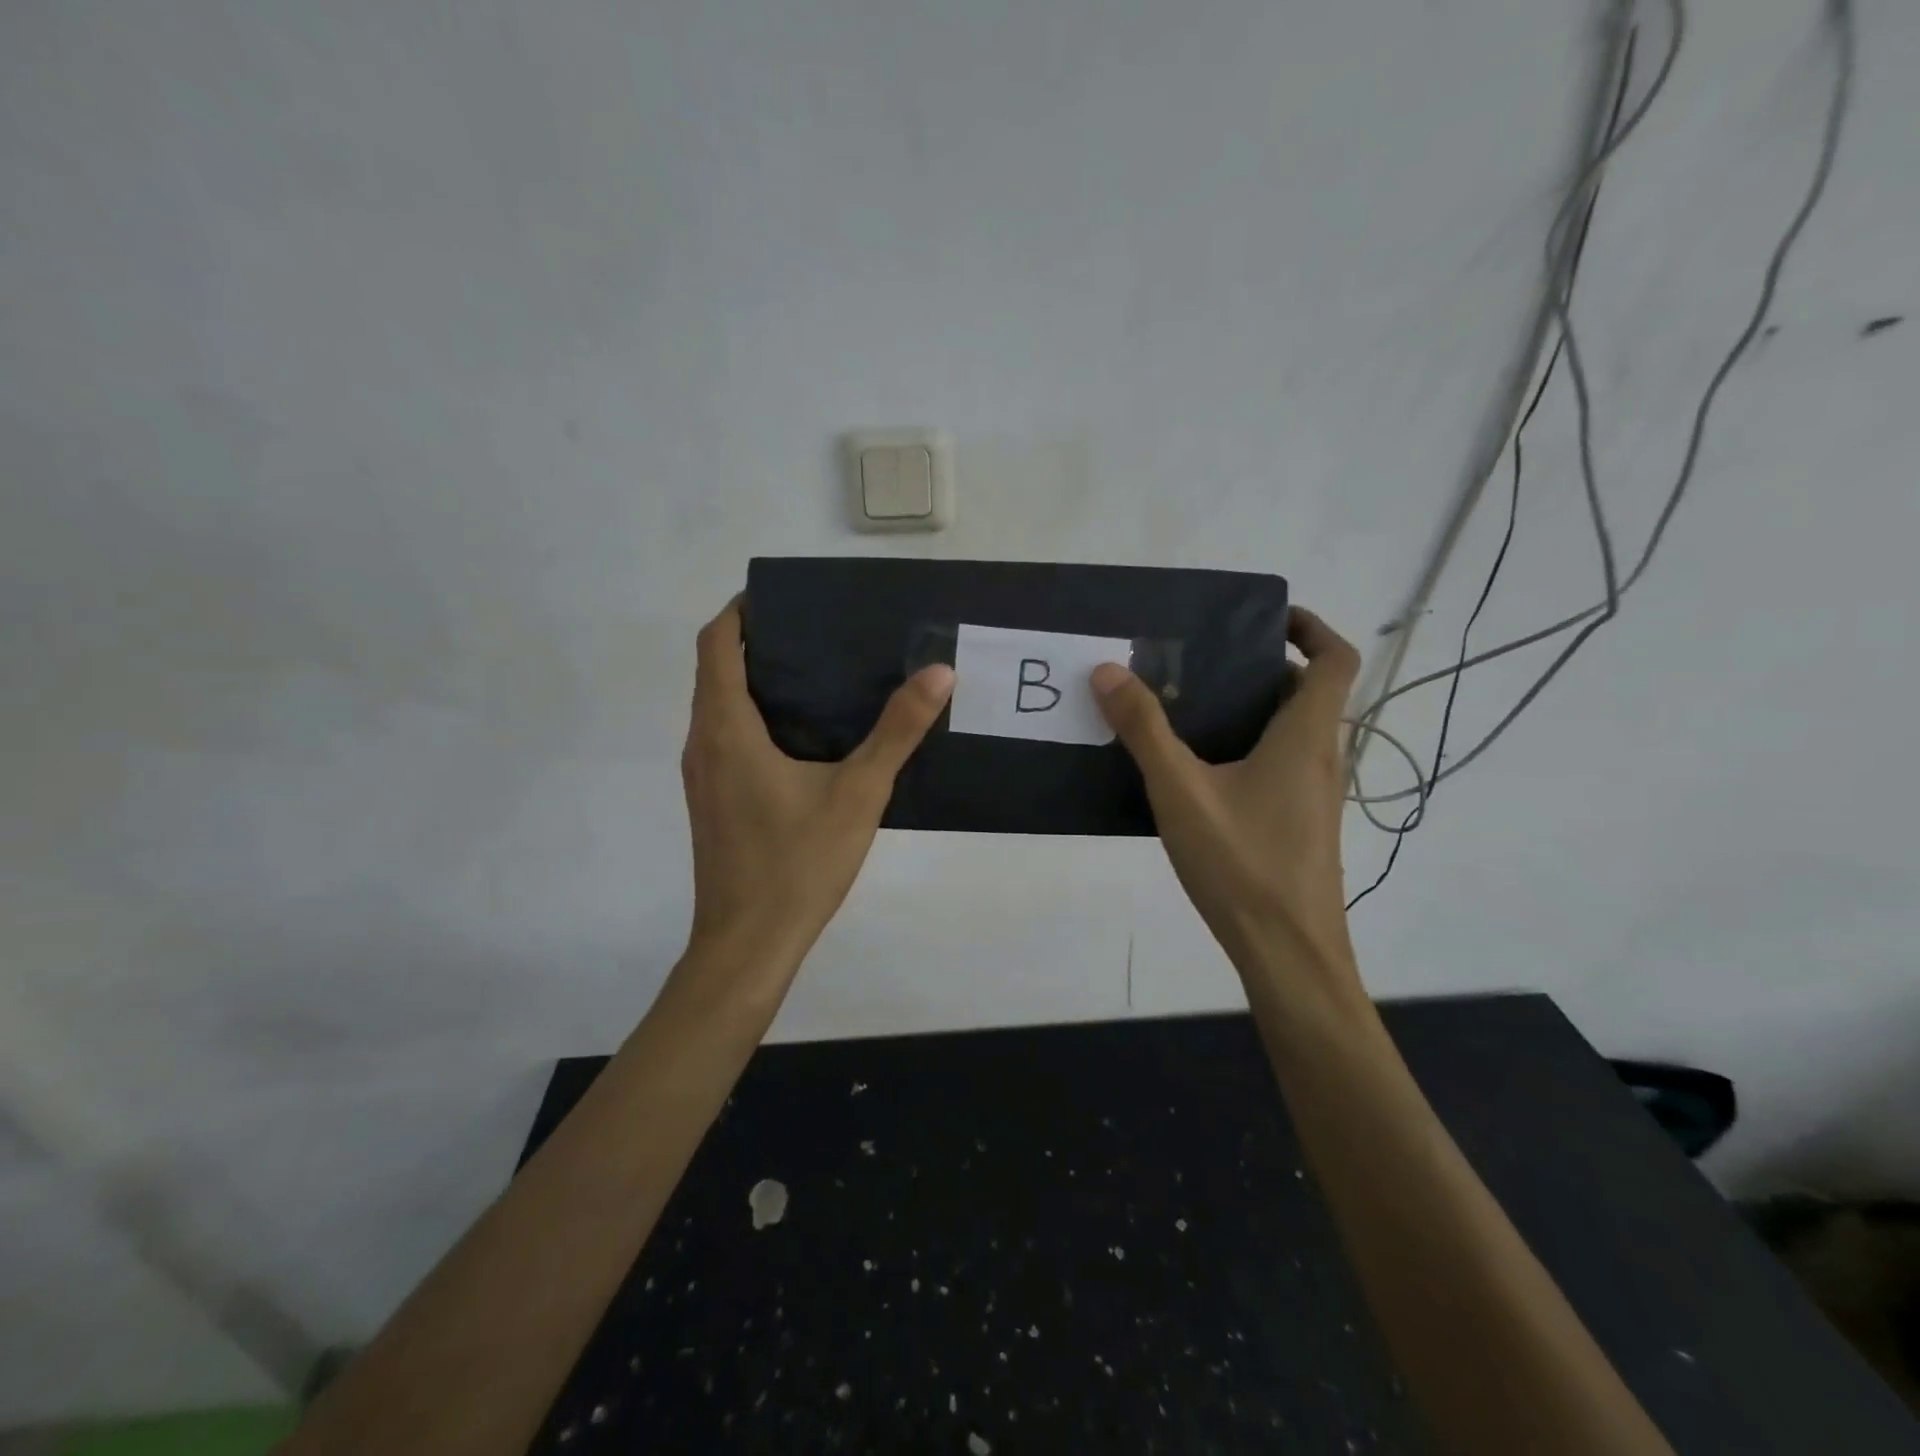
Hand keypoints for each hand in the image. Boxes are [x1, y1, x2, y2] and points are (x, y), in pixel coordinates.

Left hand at [680, 598, 954, 973]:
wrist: (748, 944)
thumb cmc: (798, 863)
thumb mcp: (859, 793)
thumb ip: (898, 731)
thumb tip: (938, 673)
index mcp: (726, 729)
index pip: (717, 644)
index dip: (743, 611)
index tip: (786, 598)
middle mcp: (702, 743)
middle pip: (716, 670)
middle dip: (757, 642)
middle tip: (819, 633)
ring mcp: (702, 776)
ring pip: (719, 707)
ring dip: (755, 681)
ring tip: (818, 675)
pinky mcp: (712, 801)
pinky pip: (725, 738)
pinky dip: (754, 717)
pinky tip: (804, 737)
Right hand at [1091, 607, 1361, 984]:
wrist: (1288, 953)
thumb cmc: (1242, 863)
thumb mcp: (1181, 790)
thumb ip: (1144, 729)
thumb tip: (1108, 670)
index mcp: (1306, 737)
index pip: (1333, 659)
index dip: (1308, 627)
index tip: (1262, 619)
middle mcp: (1321, 759)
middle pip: (1307, 693)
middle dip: (1259, 669)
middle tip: (1199, 664)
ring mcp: (1314, 796)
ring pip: (1291, 733)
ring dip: (1250, 711)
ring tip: (1187, 710)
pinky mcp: (1300, 825)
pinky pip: (1280, 766)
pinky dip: (1248, 750)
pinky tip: (1195, 774)